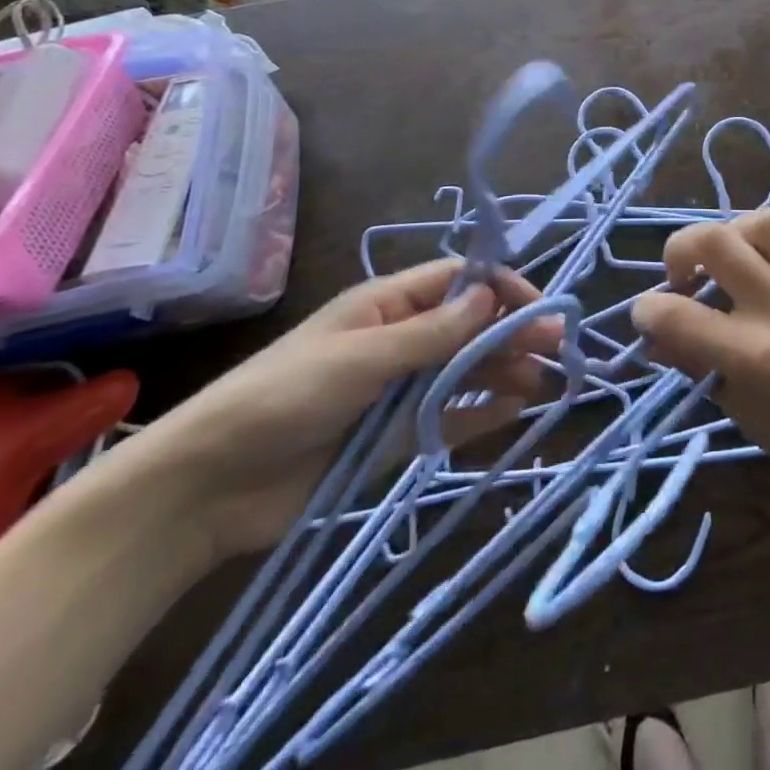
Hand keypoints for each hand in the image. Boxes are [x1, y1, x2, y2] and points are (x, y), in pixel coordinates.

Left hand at [108, 261, 560, 561]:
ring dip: (505, 370)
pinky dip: (482, 413)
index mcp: (387, 306)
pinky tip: (514, 410)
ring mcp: (399, 390)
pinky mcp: (394, 438)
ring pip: (466, 371)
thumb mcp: (362, 356)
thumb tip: (490, 295)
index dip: (500, 288)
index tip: (537, 305)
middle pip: (470, 327)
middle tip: (558, 344)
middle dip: (513, 331)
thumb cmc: (284, 396)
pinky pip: (450, 418)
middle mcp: (400, 341)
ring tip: (545, 380)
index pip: (457, 283)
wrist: (210, 486)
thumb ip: (431, 332)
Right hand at [630, 210, 769, 526]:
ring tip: (735, 260)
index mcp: (752, 356)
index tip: (649, 316)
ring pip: (760, 220)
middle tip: (685, 277)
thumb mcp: (753, 420)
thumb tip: (662, 339)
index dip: (645, 311)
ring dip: (733, 234)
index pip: (672, 314)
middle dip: (679, 251)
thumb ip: (704, 371)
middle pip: (711, 242)